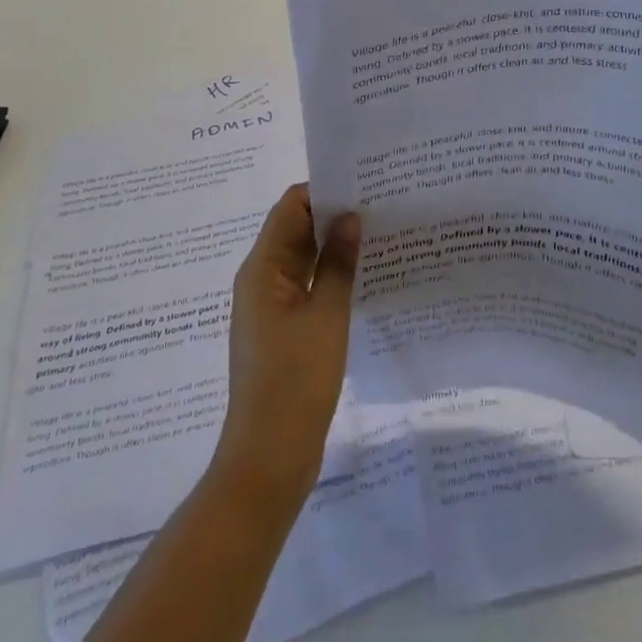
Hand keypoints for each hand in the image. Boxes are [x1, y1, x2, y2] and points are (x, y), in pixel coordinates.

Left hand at [212, 184, 360, 508]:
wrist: (269, 457)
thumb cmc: (296, 380)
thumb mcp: (326, 316)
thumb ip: (339, 263)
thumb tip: (351, 217)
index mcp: (262, 268)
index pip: (290, 207)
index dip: (323, 191)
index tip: (363, 184)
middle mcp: (261, 279)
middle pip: (295, 230)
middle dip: (333, 215)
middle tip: (380, 203)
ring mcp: (271, 306)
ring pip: (303, 259)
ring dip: (334, 246)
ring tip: (379, 232)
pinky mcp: (283, 329)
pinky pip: (306, 286)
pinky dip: (330, 275)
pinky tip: (364, 274)